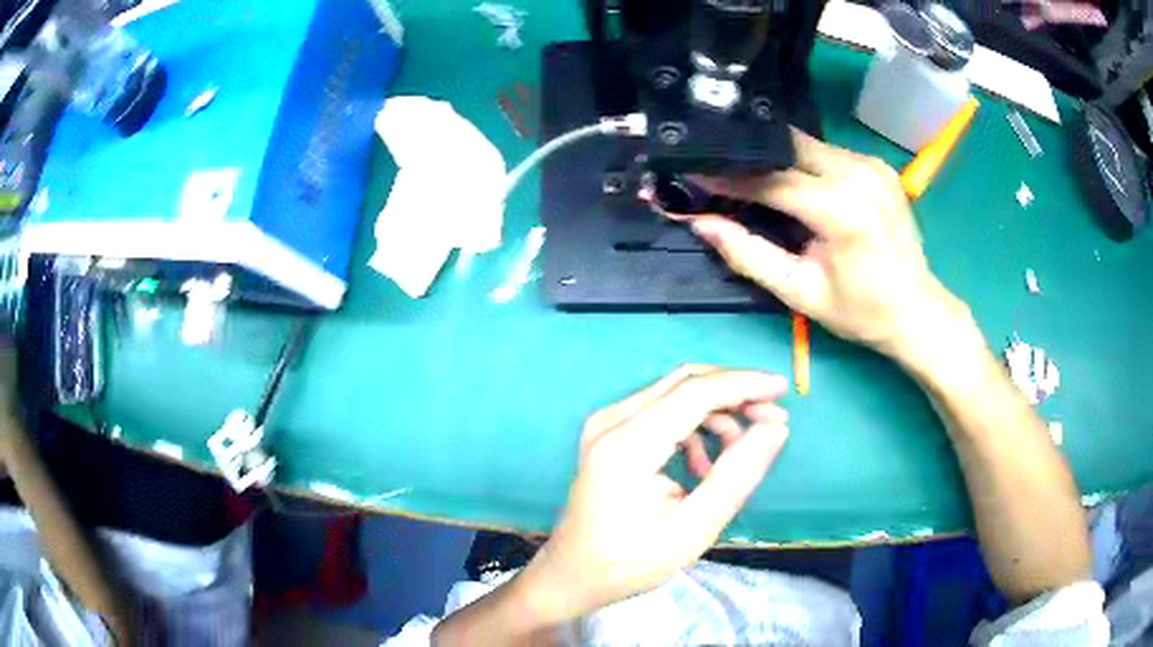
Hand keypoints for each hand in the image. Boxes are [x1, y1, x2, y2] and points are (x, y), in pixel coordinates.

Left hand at [517, 366, 788, 621]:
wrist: (573, 573)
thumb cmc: (629, 562)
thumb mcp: (693, 529)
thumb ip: (737, 476)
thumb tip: (775, 428)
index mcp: (627, 446)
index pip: (694, 393)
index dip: (744, 385)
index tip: (782, 389)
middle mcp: (611, 421)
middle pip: (685, 383)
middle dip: (734, 394)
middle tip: (772, 420)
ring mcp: (606, 423)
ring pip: (676, 393)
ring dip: (716, 413)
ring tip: (737, 455)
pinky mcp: (609, 432)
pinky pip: (662, 411)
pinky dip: (693, 428)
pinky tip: (702, 467)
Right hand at [683, 129, 966, 358]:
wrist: (917, 310)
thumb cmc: (860, 311)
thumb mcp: (799, 292)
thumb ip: (748, 254)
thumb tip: (701, 223)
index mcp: (841, 209)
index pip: (771, 179)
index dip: (728, 177)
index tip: (694, 175)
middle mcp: (858, 173)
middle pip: (787, 147)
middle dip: (751, 158)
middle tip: (720, 173)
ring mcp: (872, 164)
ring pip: (806, 144)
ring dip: (776, 158)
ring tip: (751, 178)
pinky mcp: (877, 164)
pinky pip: (827, 151)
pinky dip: (802, 162)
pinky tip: (792, 181)